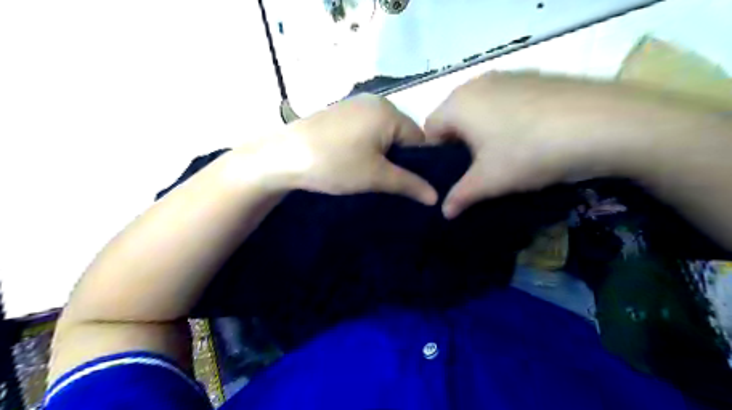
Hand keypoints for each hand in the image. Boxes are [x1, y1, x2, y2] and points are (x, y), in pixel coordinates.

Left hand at [272, 95, 435, 206]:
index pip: (420, 139)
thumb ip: (409, 184)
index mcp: (389, 112)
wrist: (283, 157)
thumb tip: (435, 197)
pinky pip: (366, 130)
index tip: (408, 184)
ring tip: (369, 174)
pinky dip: (366, 146)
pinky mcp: (340, 113)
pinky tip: (354, 161)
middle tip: (387, 181)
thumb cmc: (335, 164)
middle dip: (399, 159)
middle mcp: (375, 102)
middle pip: (402, 135)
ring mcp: (355, 105)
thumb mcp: (376, 177)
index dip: (418, 164)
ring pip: (383, 134)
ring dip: (382, 154)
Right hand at [425, 72, 651, 218]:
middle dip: (459, 144)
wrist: (604, 124)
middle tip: (477, 168)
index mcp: (458, 103)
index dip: (436, 154)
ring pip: (480, 109)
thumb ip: (460, 196)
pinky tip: (529, 137)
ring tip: (504, 154)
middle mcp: (477, 83)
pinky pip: (505, 101)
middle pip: (454, 117)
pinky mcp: (534, 78)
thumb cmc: (528, 152)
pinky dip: (506, 119)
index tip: (453, 174)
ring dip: (483, 132)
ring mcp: (508, 77)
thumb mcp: (489, 181)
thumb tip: (444, 213)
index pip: (430, 129)